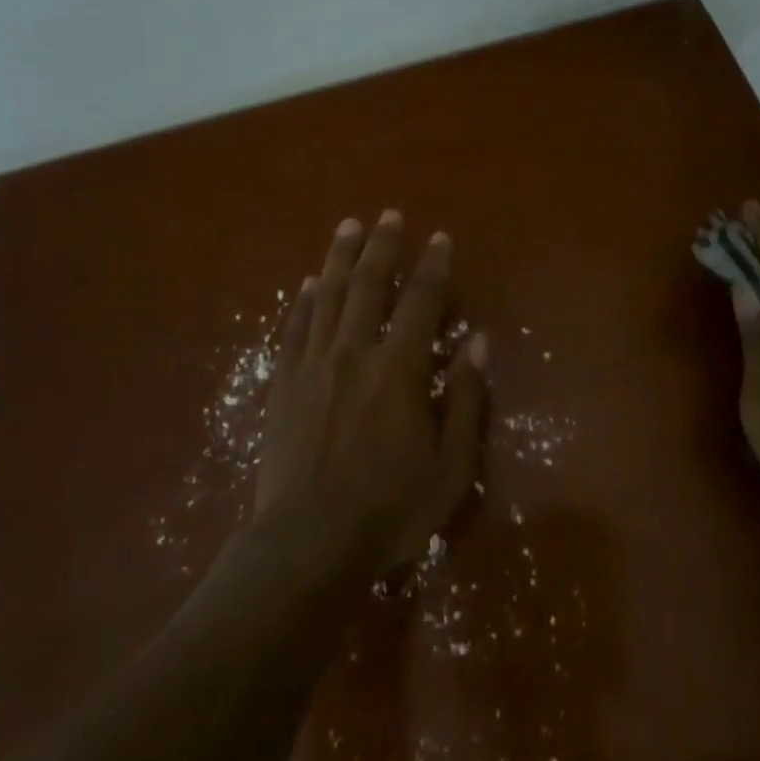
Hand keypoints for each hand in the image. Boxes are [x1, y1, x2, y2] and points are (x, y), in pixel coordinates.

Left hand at [252, 212, 489, 584]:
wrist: (306, 545)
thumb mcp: (450, 466)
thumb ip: (463, 398)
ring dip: (340, 258)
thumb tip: (477, 341)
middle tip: (387, 215)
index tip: (439, 237)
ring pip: (328, 296)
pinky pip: (294, 329)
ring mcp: (312, 365)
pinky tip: (309, 284)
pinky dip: (304, 302)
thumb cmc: (388, 510)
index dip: (432, 266)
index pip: (420, 302)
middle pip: (369, 285)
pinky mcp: (282, 384)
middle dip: (381, 246)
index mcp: (398, 369)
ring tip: (348, 227)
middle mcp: (354, 352)